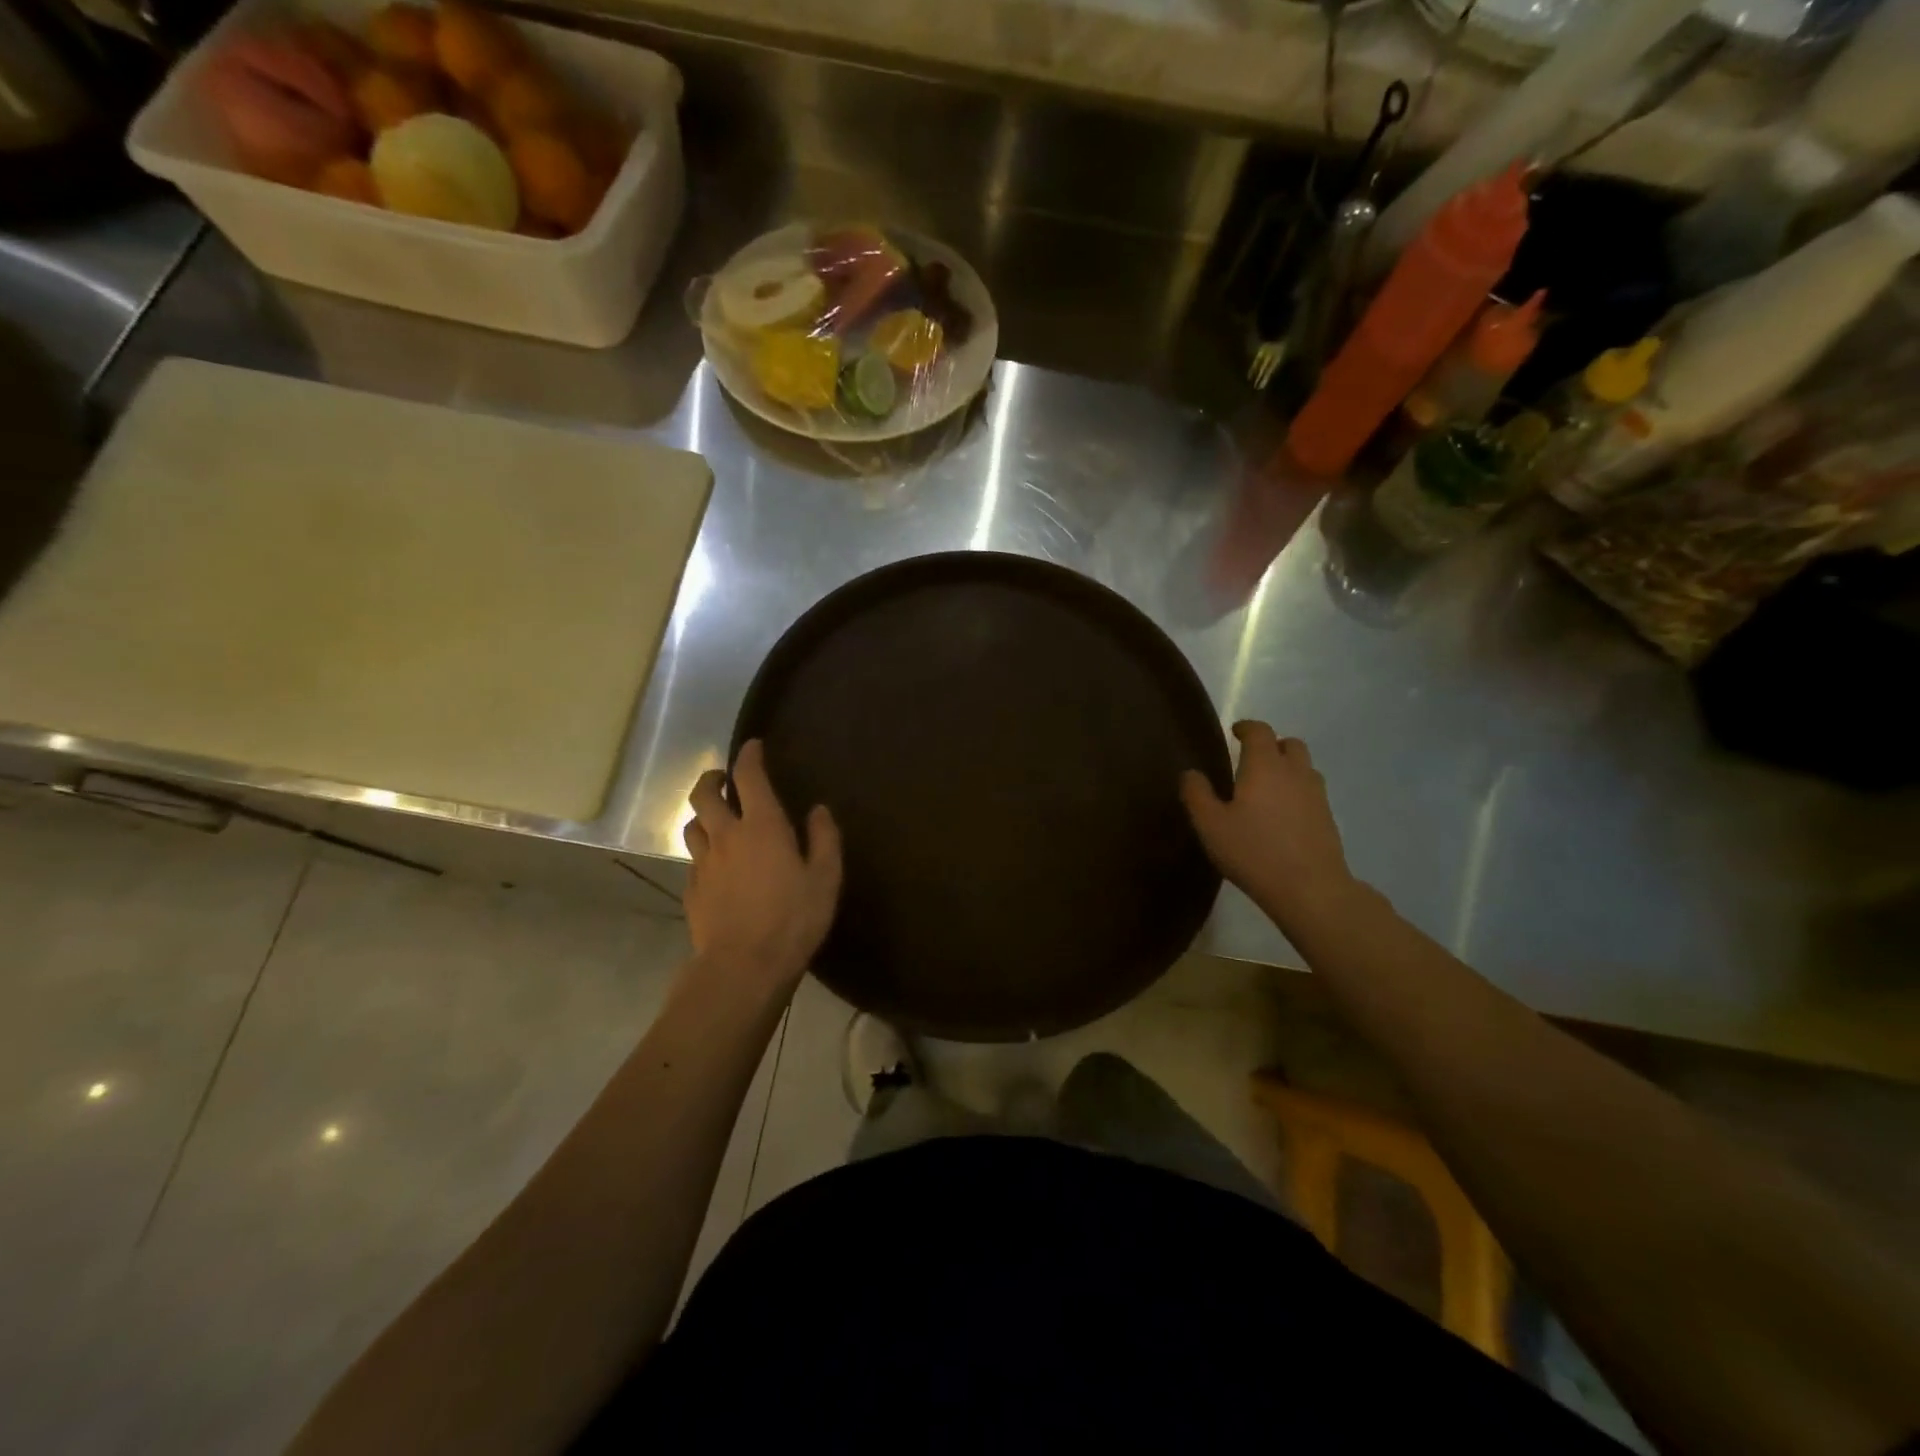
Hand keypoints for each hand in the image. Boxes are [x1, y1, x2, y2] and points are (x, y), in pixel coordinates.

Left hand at [683, 740, 841, 992]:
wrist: (743, 967)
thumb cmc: (793, 919)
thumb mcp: (825, 879)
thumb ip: (824, 839)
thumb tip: (818, 810)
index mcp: (762, 826)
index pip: (749, 777)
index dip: (750, 756)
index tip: (753, 746)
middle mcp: (726, 836)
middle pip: (704, 794)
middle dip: (712, 778)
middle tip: (723, 779)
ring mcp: (704, 863)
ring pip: (692, 825)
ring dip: (703, 815)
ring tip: (716, 819)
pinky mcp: (692, 889)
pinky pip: (694, 859)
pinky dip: (704, 850)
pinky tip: (716, 864)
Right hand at [1180, 722, 1354, 930]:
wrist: (1310, 888)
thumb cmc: (1253, 851)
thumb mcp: (1210, 825)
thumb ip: (1197, 794)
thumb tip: (1190, 773)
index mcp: (1265, 766)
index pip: (1260, 731)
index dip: (1246, 727)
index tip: (1235, 731)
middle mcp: (1295, 772)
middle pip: (1290, 744)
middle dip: (1272, 744)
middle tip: (1252, 759)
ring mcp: (1317, 795)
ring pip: (1305, 767)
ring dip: (1288, 767)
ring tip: (1268, 786)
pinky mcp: (1328, 818)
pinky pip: (1312, 791)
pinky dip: (1297, 791)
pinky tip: (1283, 814)